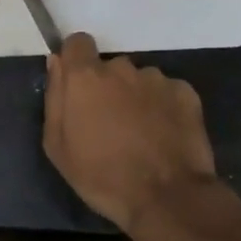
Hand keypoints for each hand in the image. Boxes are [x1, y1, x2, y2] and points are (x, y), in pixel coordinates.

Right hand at [44, 33, 217, 236]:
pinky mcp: (186, 93)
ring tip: (141, 134)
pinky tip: (164, 136)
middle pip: (110, 67)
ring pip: (139, 80)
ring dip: (136, 98)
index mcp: (86, 77)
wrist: (167, 197)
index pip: (78, 43)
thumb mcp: (58, 146)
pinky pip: (167, 92)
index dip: (76, 61)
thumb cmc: (102, 176)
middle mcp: (121, 68)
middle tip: (110, 124)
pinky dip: (163, 108)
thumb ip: (54, 97)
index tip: (78, 86)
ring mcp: (156, 79)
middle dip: (107, 88)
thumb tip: (56, 63)